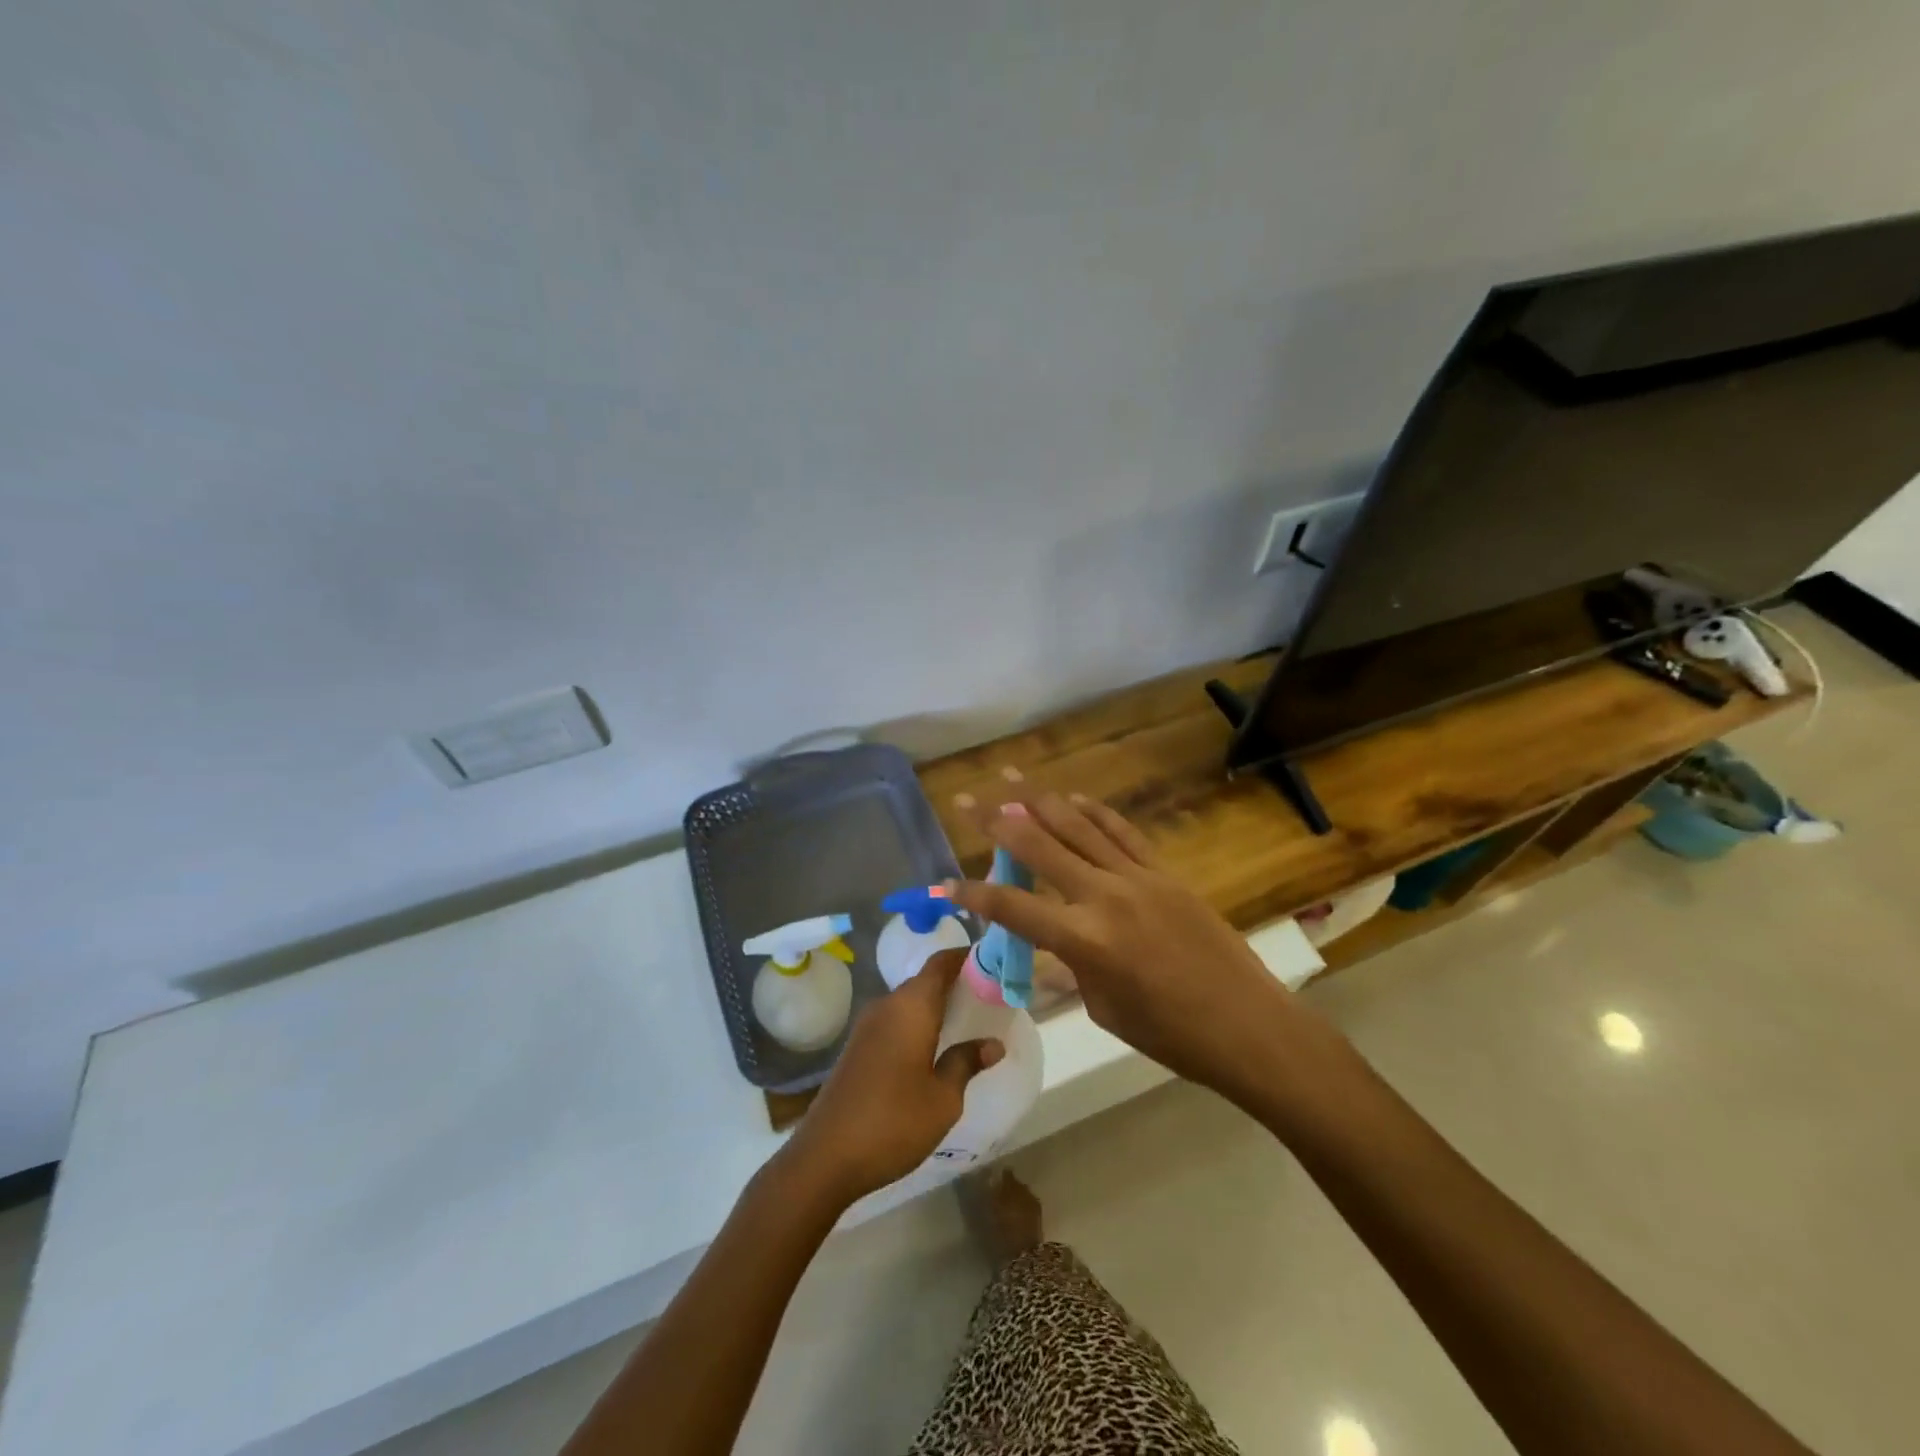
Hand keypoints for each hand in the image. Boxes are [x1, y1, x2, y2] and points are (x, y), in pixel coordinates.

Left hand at [784, 949, 1001, 1202]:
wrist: (825, 1157)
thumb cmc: (893, 1122)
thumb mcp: (943, 1098)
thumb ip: (966, 1063)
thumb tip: (993, 1043)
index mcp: (911, 1007)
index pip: (941, 962)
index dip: (966, 956)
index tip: (994, 962)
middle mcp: (887, 1005)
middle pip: (926, 981)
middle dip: (957, 984)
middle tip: (990, 998)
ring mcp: (868, 1026)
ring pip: (910, 1002)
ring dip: (937, 1006)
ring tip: (969, 1023)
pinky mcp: (858, 1047)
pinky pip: (896, 1021)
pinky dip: (919, 1024)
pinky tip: (934, 1048)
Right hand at [949, 793, 1306, 1103]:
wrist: (1249, 1026)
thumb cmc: (1172, 1035)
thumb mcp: (1104, 1008)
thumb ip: (1070, 968)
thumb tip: (1047, 950)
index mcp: (1085, 941)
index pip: (1013, 908)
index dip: (972, 895)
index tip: (943, 885)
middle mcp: (1104, 897)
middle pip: (1039, 848)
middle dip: (995, 822)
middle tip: (964, 800)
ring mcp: (1137, 878)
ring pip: (1077, 826)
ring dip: (1039, 800)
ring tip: (1009, 777)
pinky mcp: (1164, 872)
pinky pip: (1121, 832)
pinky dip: (1093, 811)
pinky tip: (1071, 798)